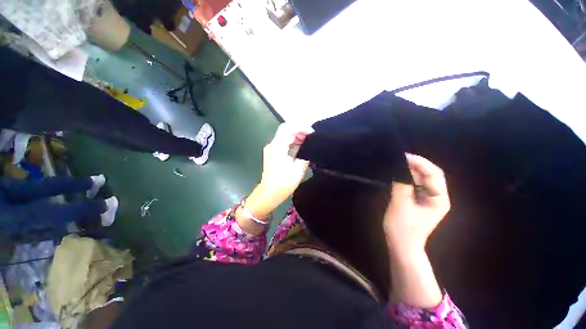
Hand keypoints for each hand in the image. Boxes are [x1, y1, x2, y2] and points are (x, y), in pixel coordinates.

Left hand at [258, 124, 312, 207]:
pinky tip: (300, 147)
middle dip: (299, 131)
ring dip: (296, 136)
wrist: (269, 193)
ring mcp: (271, 149)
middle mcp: (272, 145)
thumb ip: (305, 155)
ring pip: (284, 136)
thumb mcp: (298, 169)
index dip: (301, 127)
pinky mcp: (272, 153)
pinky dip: (292, 142)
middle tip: (311, 137)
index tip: (312, 133)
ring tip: (308, 141)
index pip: (288, 128)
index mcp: (278, 147)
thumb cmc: (283, 183)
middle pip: (286, 130)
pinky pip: (282, 142)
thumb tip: (309, 148)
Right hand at [384, 154, 449, 253]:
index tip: (404, 156)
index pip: (434, 174)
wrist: (401, 245)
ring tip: (396, 164)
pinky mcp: (418, 201)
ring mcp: (427, 199)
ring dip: (410, 171)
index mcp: (438, 199)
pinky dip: (406, 178)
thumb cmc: (402, 228)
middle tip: (398, 158)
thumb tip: (399, 168)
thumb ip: (401, 184)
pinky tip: (397, 175)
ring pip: (421, 179)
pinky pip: (414, 185)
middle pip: (429, 175)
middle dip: (415, 165)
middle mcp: (436, 197)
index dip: (420, 163)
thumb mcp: (401, 204)